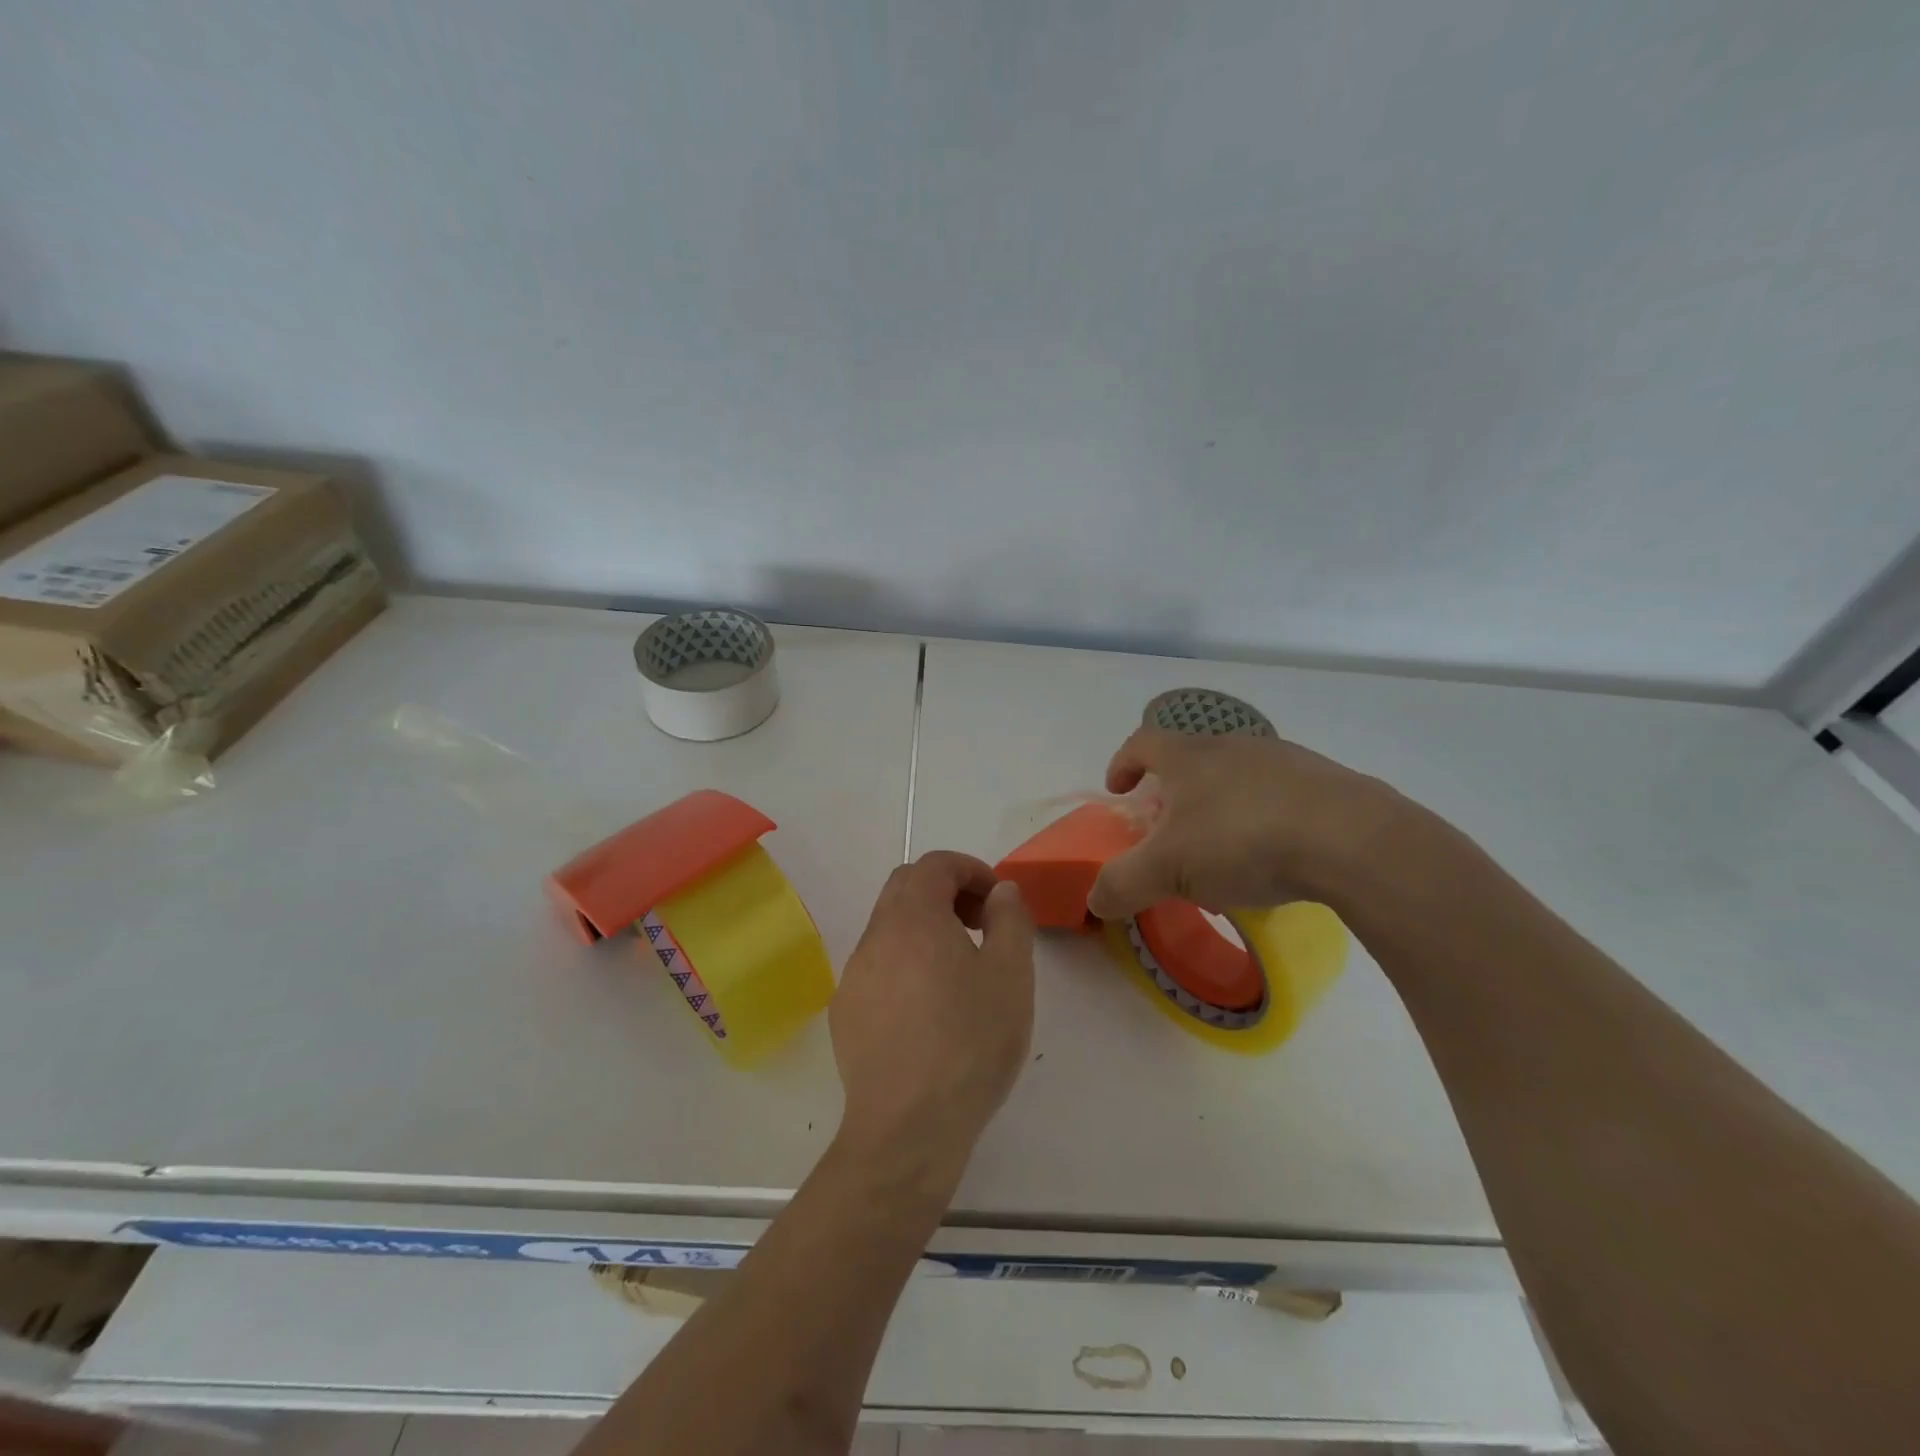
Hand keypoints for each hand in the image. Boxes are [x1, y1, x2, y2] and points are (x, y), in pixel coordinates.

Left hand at [830, 851, 1034, 1185]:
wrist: (907, 1128)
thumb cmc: (969, 1043)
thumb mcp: (1011, 975)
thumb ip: (1010, 919)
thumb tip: (1001, 891)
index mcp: (913, 918)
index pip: (935, 864)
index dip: (971, 870)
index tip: (998, 902)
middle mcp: (875, 935)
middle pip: (906, 888)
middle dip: (947, 892)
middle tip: (981, 926)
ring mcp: (854, 975)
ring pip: (889, 928)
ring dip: (925, 928)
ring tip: (959, 971)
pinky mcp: (845, 1011)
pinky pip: (877, 966)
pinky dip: (905, 963)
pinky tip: (928, 1009)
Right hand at [1086, 727, 1407, 919]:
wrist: (1351, 839)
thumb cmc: (1242, 840)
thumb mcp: (1167, 869)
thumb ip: (1122, 883)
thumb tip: (1094, 899)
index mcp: (1189, 756)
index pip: (1142, 743)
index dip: (1123, 763)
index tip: (1118, 789)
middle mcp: (1233, 746)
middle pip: (1189, 758)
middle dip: (1172, 793)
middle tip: (1169, 832)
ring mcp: (1283, 760)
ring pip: (1235, 776)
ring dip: (1219, 806)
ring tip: (1223, 852)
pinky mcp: (1324, 783)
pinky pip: (1278, 796)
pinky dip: (1263, 819)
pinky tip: (1274, 857)